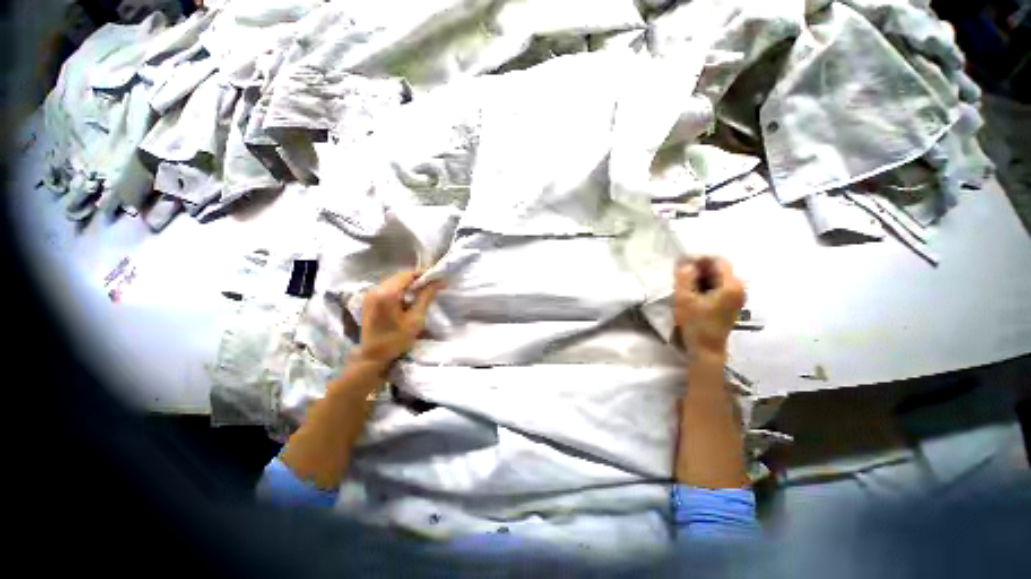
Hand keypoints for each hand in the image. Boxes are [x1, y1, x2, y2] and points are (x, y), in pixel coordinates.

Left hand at [353, 270, 443, 367]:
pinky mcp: (369, 300)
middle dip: (417, 279)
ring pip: (394, 282)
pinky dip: (400, 290)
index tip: (437, 278)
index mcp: (387, 294)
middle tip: (433, 285)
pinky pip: (388, 288)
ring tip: (423, 292)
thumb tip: (439, 282)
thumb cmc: (396, 340)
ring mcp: (370, 294)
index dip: (423, 274)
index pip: (407, 274)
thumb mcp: (415, 319)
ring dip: (409, 284)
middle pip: (400, 277)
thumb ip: (426, 297)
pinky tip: (409, 298)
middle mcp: (376, 289)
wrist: (373, 357)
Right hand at [673, 257, 744, 358]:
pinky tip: (691, 294)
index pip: (717, 260)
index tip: (681, 264)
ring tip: (683, 285)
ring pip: (716, 278)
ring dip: (699, 278)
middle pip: (718, 269)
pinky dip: (704, 286)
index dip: (699, 259)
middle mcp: (738, 288)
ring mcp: (736, 297)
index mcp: (731, 285)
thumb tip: (686, 263)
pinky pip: (717, 287)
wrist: (706, 350)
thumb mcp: (684, 298)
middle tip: (679, 276)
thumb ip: (684, 277)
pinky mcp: (730, 305)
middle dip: (698, 269)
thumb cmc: (696, 324)